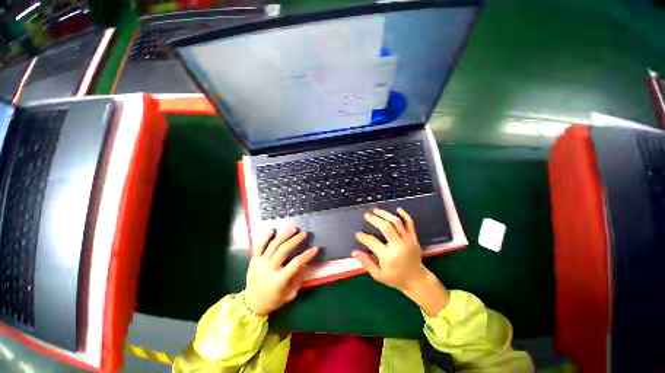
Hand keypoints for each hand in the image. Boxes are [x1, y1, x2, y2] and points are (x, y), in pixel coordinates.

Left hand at [244, 228, 317, 315]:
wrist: (251, 304)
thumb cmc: (273, 300)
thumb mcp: (289, 294)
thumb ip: (298, 279)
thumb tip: (305, 263)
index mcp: (278, 280)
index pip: (295, 263)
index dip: (307, 255)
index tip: (315, 248)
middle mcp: (268, 269)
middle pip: (283, 250)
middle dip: (295, 240)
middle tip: (304, 234)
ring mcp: (259, 263)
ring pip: (273, 245)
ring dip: (284, 235)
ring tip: (294, 229)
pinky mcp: (253, 260)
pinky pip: (259, 245)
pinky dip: (265, 237)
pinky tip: (273, 230)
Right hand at [352, 207, 428, 291]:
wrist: (417, 279)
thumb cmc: (396, 278)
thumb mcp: (379, 275)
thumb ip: (366, 263)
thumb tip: (354, 252)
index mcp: (389, 256)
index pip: (373, 242)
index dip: (363, 237)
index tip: (358, 234)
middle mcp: (398, 246)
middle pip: (386, 227)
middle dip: (375, 219)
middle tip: (366, 215)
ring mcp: (408, 240)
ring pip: (396, 222)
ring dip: (385, 214)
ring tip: (376, 210)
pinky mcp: (414, 238)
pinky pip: (410, 223)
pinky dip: (404, 215)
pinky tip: (397, 209)